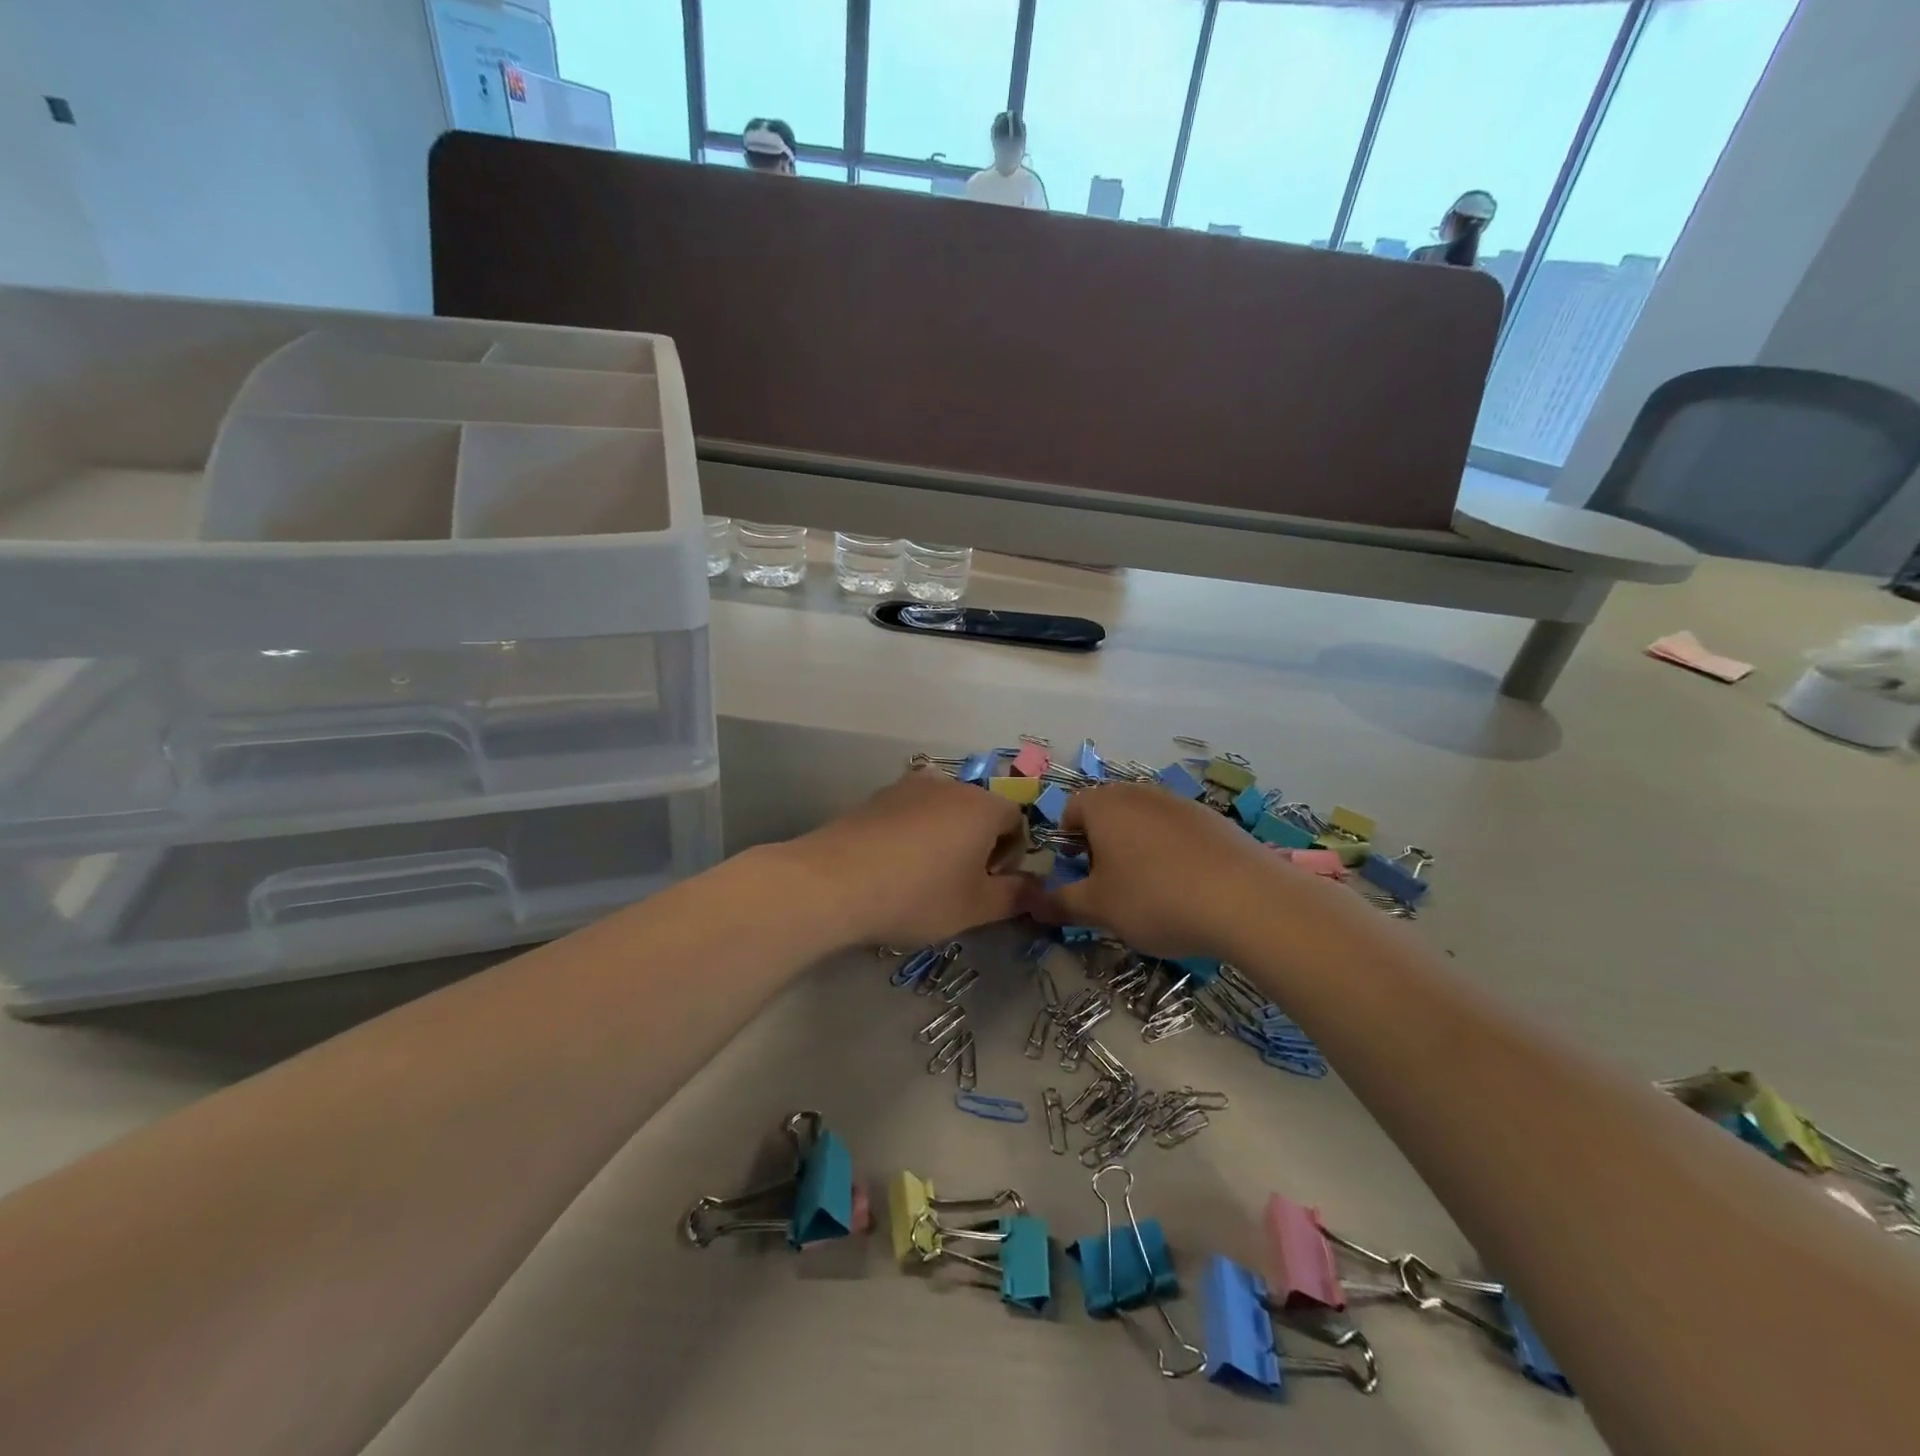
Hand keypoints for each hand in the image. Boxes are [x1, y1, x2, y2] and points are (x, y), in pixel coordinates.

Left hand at [781, 771, 1029, 946]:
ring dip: (944, 840)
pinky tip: (891, 868)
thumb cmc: (918, 895)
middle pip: (978, 813)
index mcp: (982, 806)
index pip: (1016, 821)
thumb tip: (1041, 892)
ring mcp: (907, 787)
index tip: (987, 886)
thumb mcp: (975, 907)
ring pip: (942, 813)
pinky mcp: (874, 798)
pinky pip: (909, 814)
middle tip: (957, 887)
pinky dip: (912, 836)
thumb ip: (1016, 897)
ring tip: (920, 879)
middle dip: (977, 847)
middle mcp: (948, 785)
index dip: (1010, 856)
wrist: (833, 882)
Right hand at [1039, 783, 1274, 957]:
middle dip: (1102, 846)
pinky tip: (1187, 886)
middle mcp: (1139, 793)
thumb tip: (1030, 905)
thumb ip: (1060, 903)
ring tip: (1151, 890)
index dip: (1067, 844)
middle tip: (1111, 886)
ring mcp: (1179, 802)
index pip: (1070, 811)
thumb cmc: (1155, 898)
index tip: (1079, 876)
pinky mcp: (1213, 819)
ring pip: (1143, 821)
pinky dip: (1172, 852)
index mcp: (1104, 805)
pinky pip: (1177, 831)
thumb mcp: (1099, 909)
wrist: (1246, 900)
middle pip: (1107, 812)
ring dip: (1137, 849)